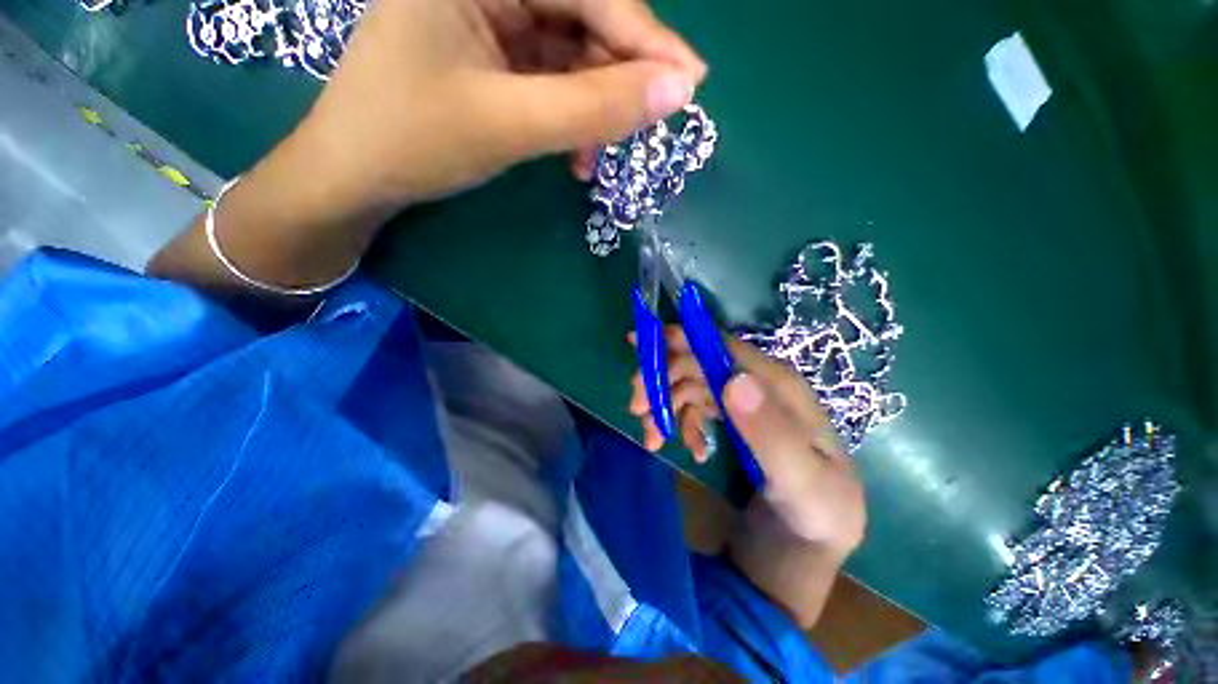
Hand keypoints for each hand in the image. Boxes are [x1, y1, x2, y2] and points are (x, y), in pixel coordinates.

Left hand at [298, 0, 707, 210]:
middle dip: (617, 80)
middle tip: (644, 129)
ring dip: (593, 109)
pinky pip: (551, 78)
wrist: (357, 177)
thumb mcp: (511, 125)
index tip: (690, 84)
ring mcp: (489, 18)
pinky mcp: (491, 55)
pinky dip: (570, 116)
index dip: (645, 40)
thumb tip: (677, 92)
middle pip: (582, 19)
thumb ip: (595, 108)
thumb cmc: (414, 142)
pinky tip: (575, 154)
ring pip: (571, 53)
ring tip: (595, 157)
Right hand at [628, 327, 865, 554]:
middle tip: (636, 407)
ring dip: (664, 405)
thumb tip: (734, 380)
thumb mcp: (800, 480)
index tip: (639, 342)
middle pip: (698, 364)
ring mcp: (741, 402)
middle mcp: (757, 385)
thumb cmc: (815, 513)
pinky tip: (691, 452)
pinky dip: (681, 425)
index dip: (681, 339)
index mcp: (778, 385)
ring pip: (690, 386)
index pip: (722, 348)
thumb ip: (769, 431)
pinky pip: (693, 410)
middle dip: (662, 380)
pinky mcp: (729, 420)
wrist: (809, 546)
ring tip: (651, 438)